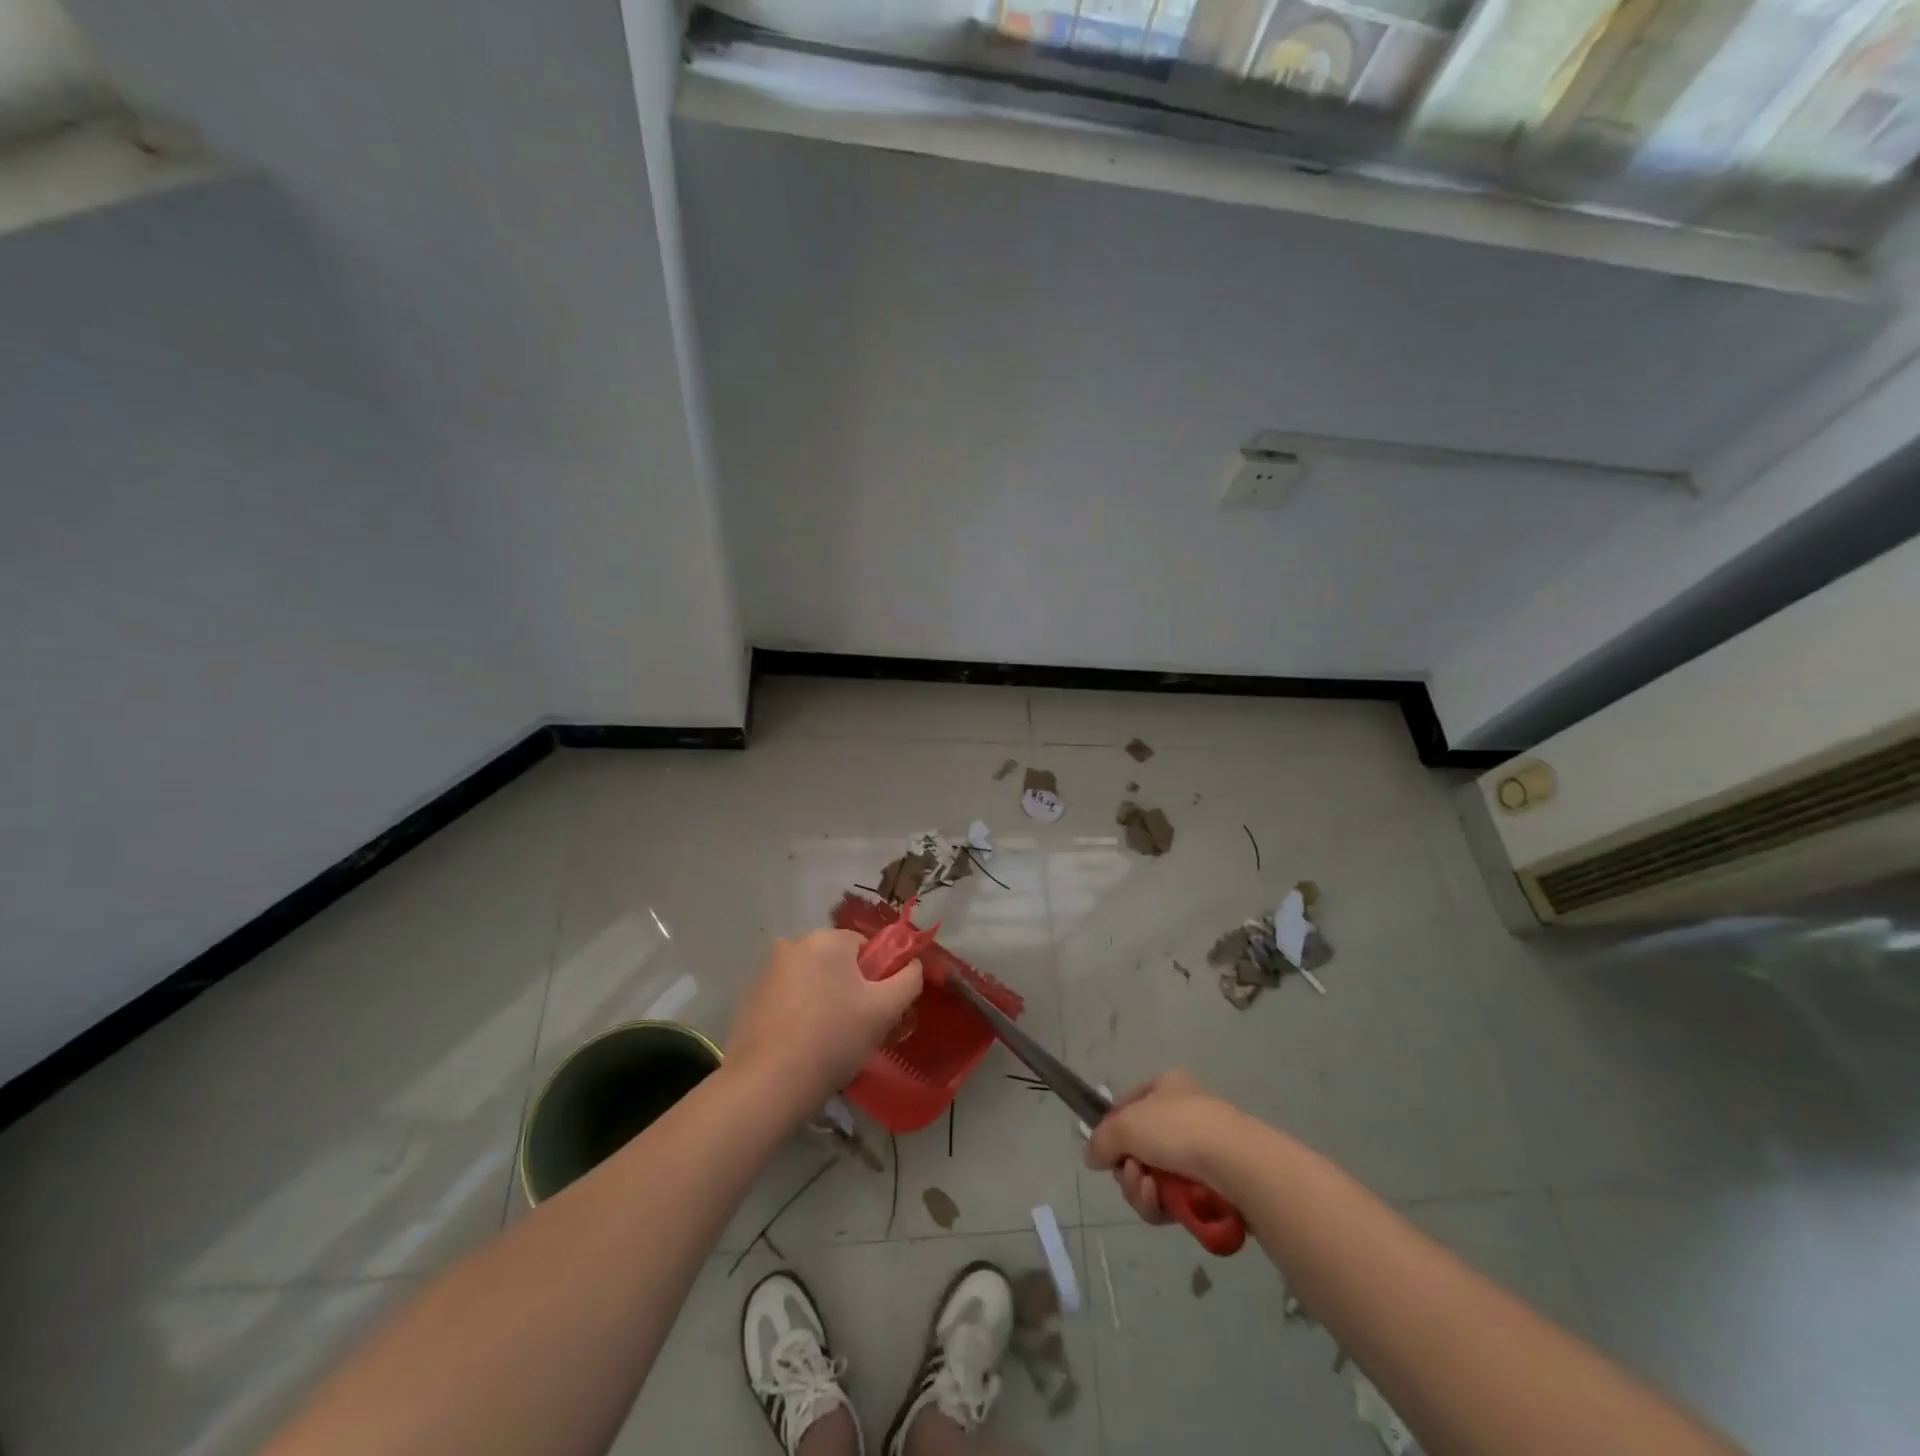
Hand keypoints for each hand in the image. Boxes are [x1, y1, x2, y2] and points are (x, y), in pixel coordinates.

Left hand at [726, 930, 922, 1115]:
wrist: (768, 1084)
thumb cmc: (833, 1039)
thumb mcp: (885, 1010)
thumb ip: (908, 980)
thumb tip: (912, 964)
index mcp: (827, 939)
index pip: (864, 947)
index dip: (876, 977)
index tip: (875, 1009)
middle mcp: (794, 944)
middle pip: (836, 962)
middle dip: (848, 988)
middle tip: (855, 1028)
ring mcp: (767, 971)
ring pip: (810, 980)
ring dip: (822, 1000)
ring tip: (826, 1042)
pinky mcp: (750, 998)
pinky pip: (787, 998)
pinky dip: (797, 1014)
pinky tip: (799, 1046)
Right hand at [1084, 1071, 1243, 1224]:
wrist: (1237, 1165)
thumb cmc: (1179, 1129)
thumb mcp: (1126, 1125)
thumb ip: (1101, 1139)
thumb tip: (1092, 1156)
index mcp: (1165, 1088)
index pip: (1128, 1107)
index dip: (1113, 1130)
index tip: (1106, 1150)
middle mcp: (1182, 1116)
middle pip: (1137, 1149)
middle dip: (1127, 1168)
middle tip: (1131, 1174)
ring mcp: (1198, 1153)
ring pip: (1152, 1179)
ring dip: (1141, 1190)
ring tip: (1150, 1191)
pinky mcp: (1211, 1189)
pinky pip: (1172, 1201)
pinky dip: (1162, 1206)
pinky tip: (1165, 1206)